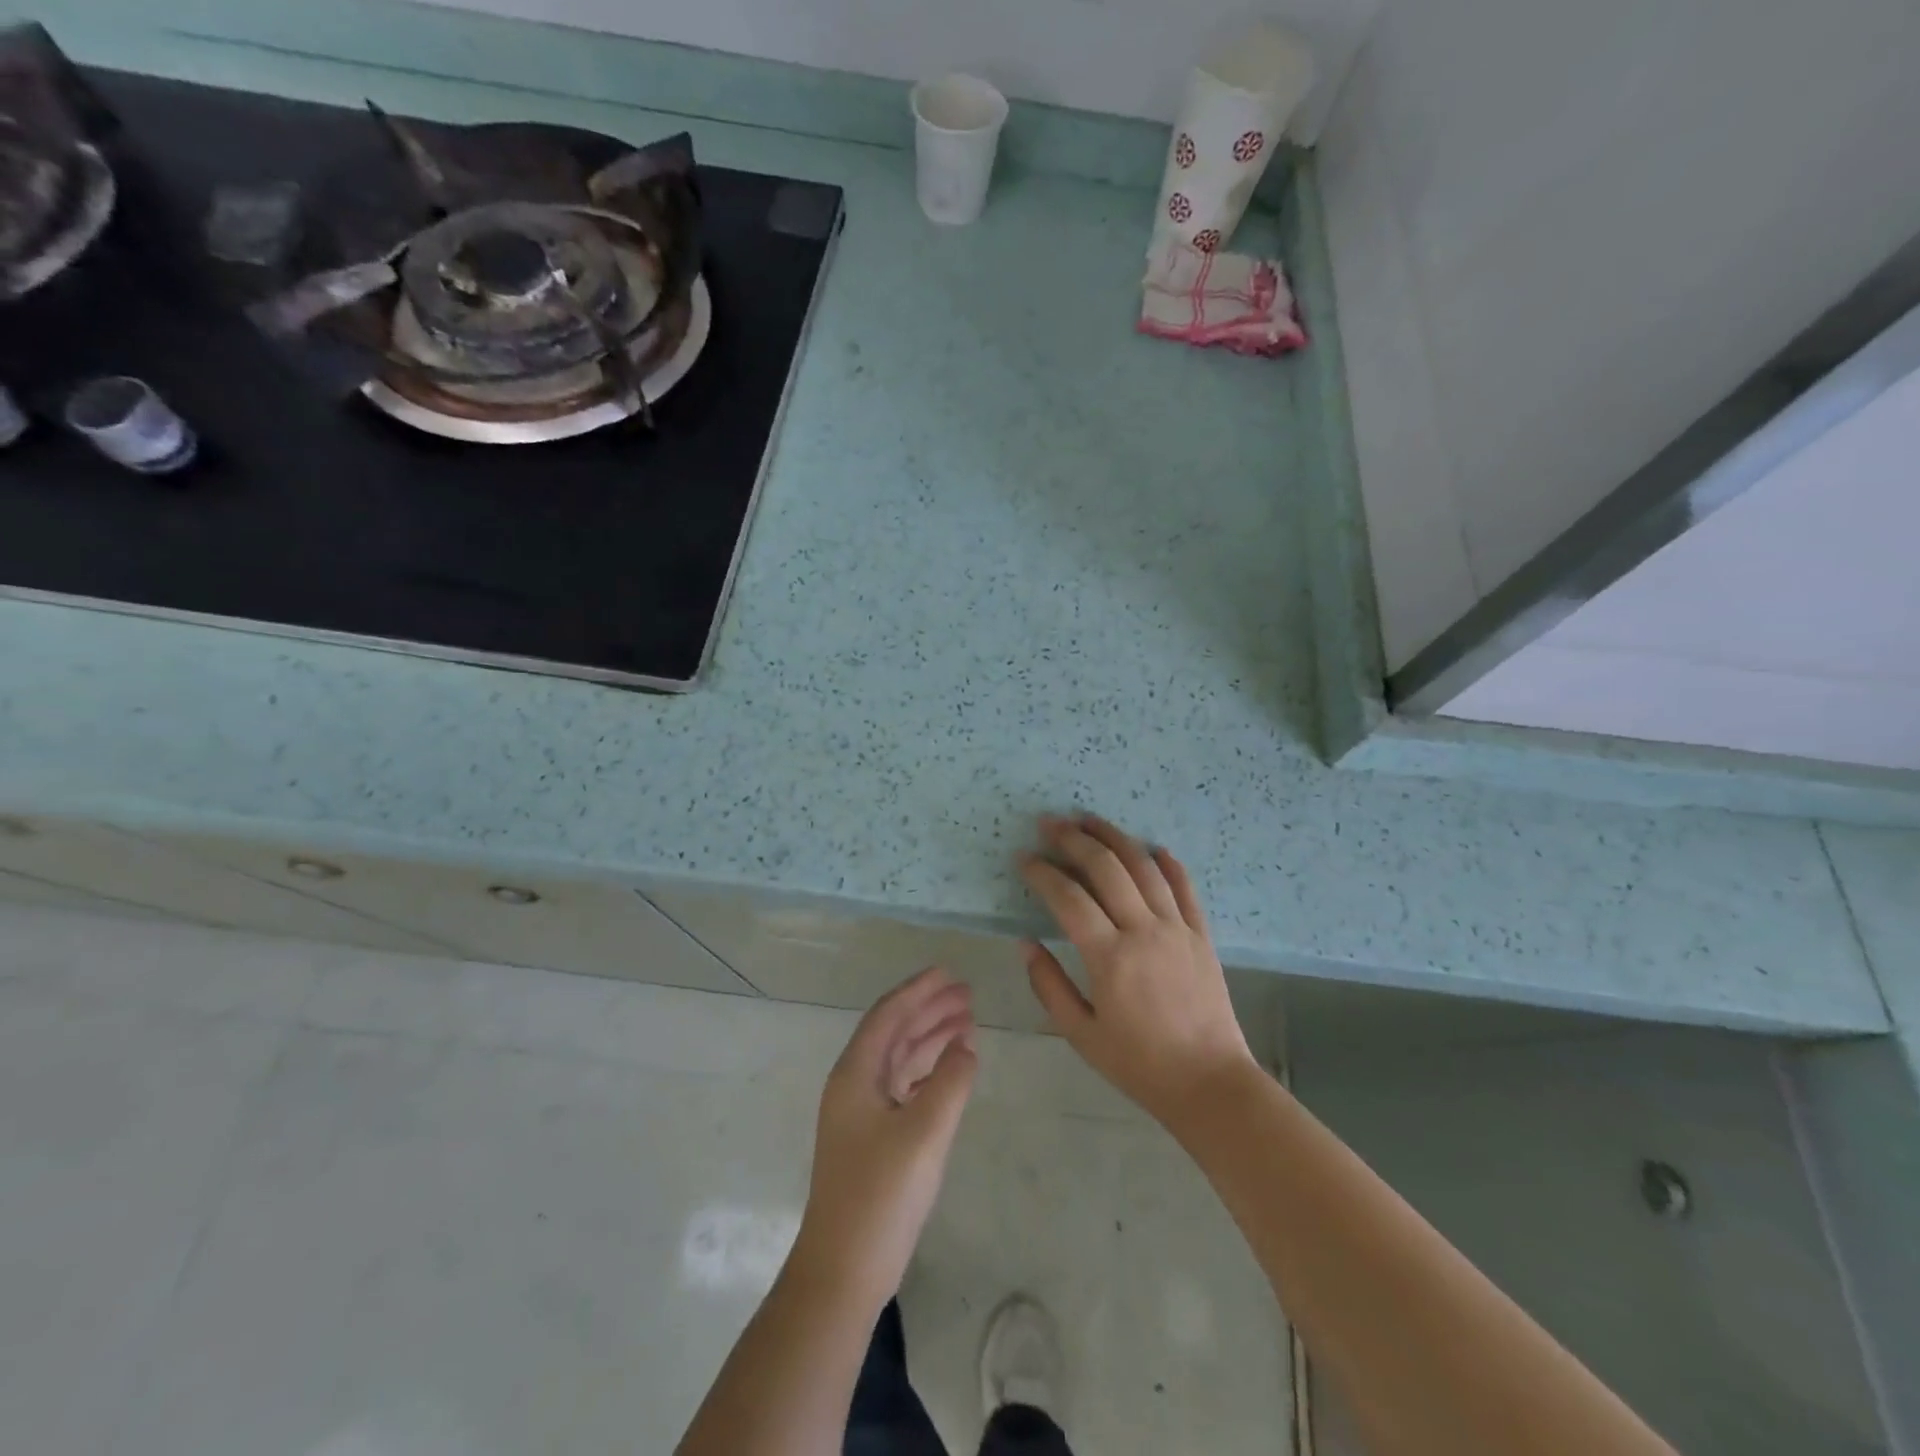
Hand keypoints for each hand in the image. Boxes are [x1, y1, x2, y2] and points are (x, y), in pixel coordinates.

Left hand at [796, 968, 978, 1302]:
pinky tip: (951, 1070)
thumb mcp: (924, 1133)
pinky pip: (903, 1087)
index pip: (888, 1015)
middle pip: (894, 1032)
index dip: (918, 990)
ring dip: (930, 1039)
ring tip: (968, 1023)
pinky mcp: (872, 1139)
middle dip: (929, 1010)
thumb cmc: (881, 1196)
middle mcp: (854, 1085)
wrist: (842, 1273)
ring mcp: (861, 1114)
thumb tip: (966, 1045)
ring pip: (899, 1059)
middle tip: (968, 995)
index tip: (949, 972)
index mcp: (855, 1074)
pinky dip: (928, 1071)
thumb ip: (950, 1081)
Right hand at [1020, 814, 1257, 1128]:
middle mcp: (1144, 931)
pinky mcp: (1201, 934)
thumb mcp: (1081, 1033)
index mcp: (1109, 957)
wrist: (1210, 1084)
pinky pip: (1184, 887)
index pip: (1068, 898)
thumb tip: (1025, 943)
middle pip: (1106, 868)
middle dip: (1074, 839)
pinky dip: (1167, 862)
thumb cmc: (1139, 1064)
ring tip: (1090, 820)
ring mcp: (1177, 928)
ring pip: (1144, 867)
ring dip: (1114, 838)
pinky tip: (1153, 847)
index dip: (1042, 873)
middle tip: (1050, 823)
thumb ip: (1048, 985)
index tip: (1024, 858)